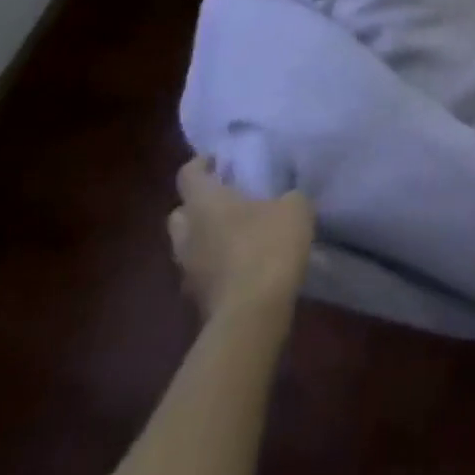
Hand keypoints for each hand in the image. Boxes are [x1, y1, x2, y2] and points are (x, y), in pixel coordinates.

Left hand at [167, 158, 315, 318]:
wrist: (252, 314)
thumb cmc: (269, 247)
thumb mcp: (295, 208)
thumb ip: (287, 197)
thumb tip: (284, 199)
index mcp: (205, 202)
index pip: (188, 174)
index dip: (201, 164)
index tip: (220, 161)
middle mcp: (187, 233)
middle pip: (180, 212)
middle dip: (197, 205)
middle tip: (226, 200)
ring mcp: (188, 270)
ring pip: (187, 245)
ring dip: (205, 239)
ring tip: (236, 236)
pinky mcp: (197, 300)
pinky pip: (202, 273)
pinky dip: (215, 267)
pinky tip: (242, 267)